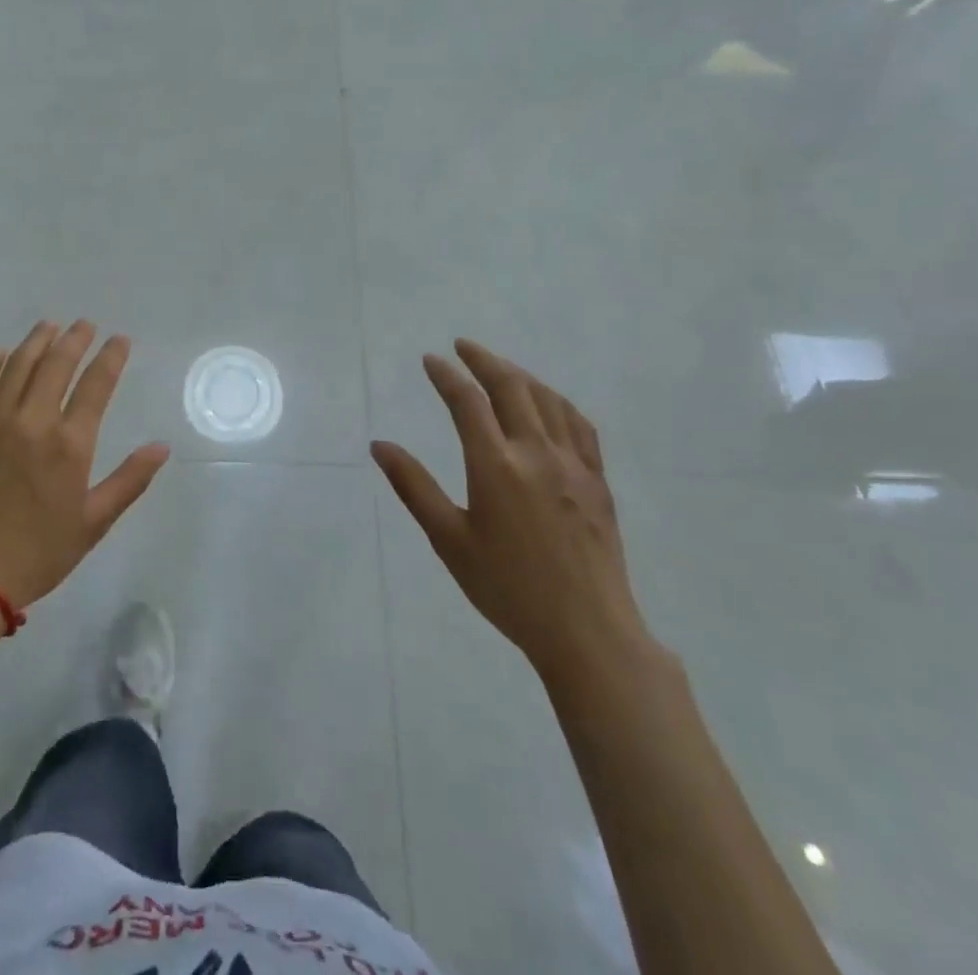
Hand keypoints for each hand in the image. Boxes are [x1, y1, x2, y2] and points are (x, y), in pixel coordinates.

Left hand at [0, 321, 170, 609]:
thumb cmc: (39, 552)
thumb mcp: (94, 522)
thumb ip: (129, 480)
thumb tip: (162, 447)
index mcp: (70, 444)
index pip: (97, 384)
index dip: (111, 357)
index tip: (120, 340)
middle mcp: (34, 421)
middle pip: (57, 363)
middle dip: (75, 338)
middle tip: (85, 325)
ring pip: (19, 364)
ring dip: (38, 340)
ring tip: (50, 327)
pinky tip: (4, 353)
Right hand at [371, 340, 652, 690]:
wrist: (587, 631)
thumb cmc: (507, 588)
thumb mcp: (449, 540)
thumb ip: (413, 487)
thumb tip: (379, 446)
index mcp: (495, 465)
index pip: (467, 401)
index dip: (446, 375)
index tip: (430, 360)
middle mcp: (536, 452)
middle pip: (510, 386)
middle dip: (483, 360)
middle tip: (462, 346)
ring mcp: (573, 463)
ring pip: (547, 399)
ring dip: (519, 374)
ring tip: (498, 367)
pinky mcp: (598, 479)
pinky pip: (579, 424)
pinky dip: (557, 401)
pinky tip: (548, 402)